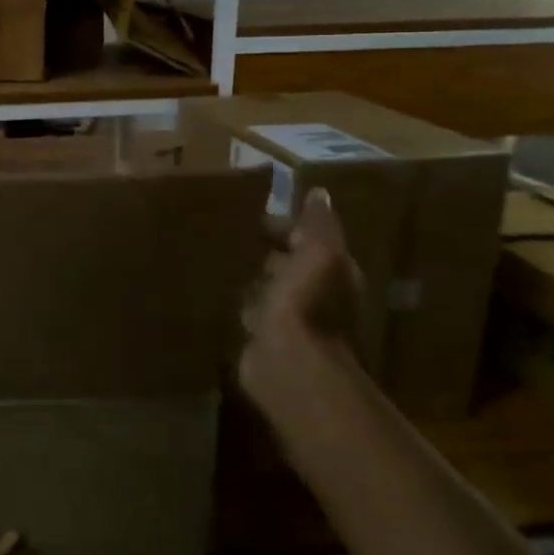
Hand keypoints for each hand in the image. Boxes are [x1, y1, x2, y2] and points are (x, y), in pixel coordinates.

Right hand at [239, 188, 366, 416]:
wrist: (288, 361)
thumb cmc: (307, 301)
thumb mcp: (320, 252)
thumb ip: (319, 224)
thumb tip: (318, 193)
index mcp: (333, 272)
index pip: (311, 240)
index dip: (288, 226)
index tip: (256, 214)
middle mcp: (316, 296)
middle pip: (290, 265)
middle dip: (269, 251)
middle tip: (233, 234)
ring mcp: (290, 320)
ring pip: (269, 289)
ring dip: (253, 277)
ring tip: (222, 259)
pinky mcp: (264, 339)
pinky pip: (250, 311)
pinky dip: (240, 302)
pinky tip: (220, 293)